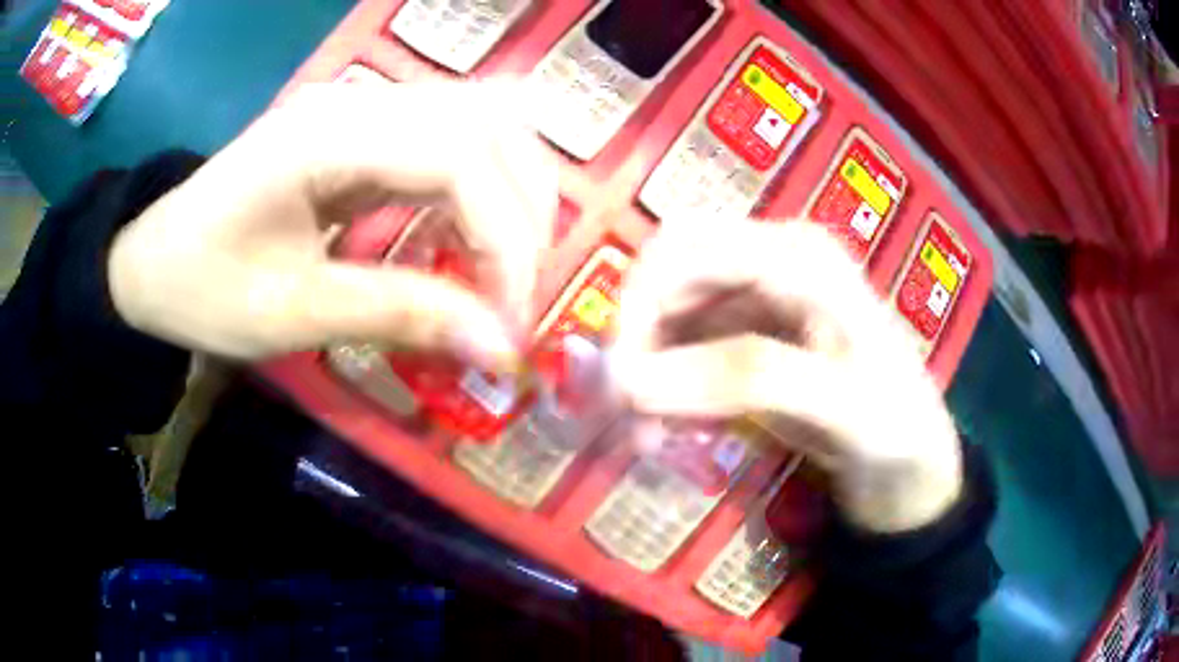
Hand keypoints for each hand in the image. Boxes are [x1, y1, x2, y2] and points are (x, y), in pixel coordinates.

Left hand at [109, 83, 555, 366]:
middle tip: (516, 294)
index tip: (511, 321)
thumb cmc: (201, 288)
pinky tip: (467, 235)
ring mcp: (363, 106)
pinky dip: (482, 187)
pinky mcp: (364, 128)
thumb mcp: (290, 314)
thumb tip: (498, 346)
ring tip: (504, 265)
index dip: (504, 238)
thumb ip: (398, 316)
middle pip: (490, 120)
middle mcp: (357, 101)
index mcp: (324, 136)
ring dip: (513, 191)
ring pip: (484, 118)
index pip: (459, 156)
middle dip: (524, 211)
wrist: (151, 259)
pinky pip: (453, 137)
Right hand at [610, 220, 961, 532]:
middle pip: (670, 274)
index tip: (622, 383)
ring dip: (649, 368)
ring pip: (672, 313)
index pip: (688, 249)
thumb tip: (632, 380)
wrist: (915, 462)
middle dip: (639, 338)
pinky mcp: (752, 339)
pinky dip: (667, 384)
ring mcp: (761, 300)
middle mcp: (774, 262)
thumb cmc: (898, 424)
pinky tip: (671, 426)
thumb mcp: (840, 403)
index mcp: (801, 256)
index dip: (640, 305)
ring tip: (648, 433)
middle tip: (628, 411)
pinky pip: (686, 347)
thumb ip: (747, 380)